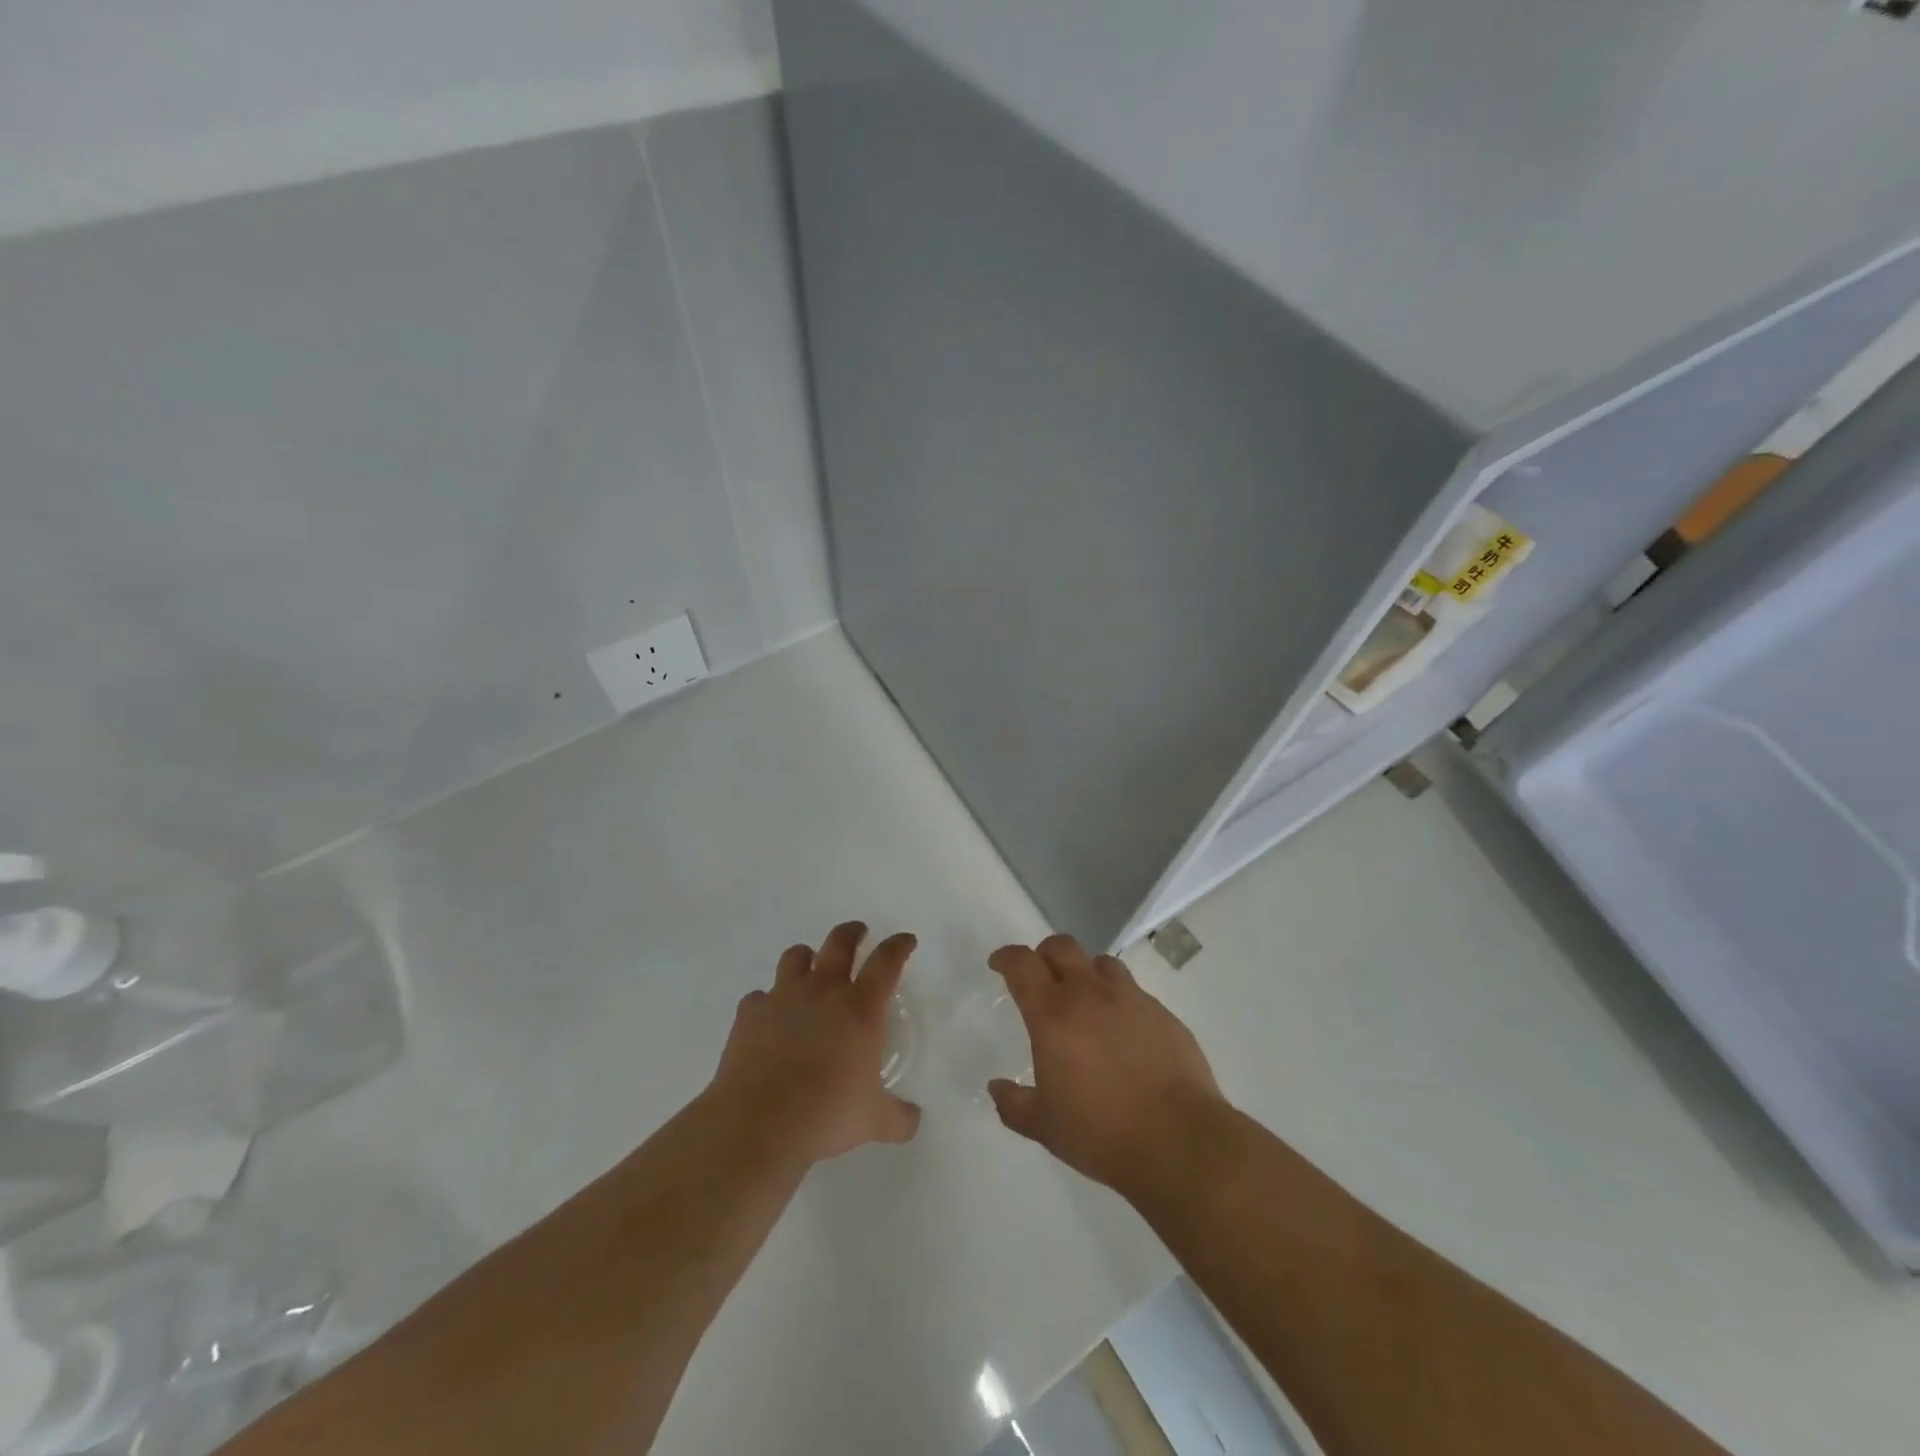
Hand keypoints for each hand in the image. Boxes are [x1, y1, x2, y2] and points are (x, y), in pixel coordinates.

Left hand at [707, 921, 921, 1163]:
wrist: (759, 1123)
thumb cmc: (826, 1114)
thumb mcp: (873, 1121)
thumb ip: (898, 1118)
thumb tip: (914, 1121)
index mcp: (860, 1008)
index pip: (886, 961)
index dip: (898, 946)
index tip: (905, 941)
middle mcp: (823, 991)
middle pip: (839, 942)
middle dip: (852, 932)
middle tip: (858, 933)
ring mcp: (782, 997)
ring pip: (796, 956)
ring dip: (806, 958)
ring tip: (810, 969)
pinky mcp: (749, 1013)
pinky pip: (760, 996)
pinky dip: (768, 1002)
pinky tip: (770, 1019)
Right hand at [987, 935, 1225, 1198]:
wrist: (1179, 1141)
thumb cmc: (1101, 1133)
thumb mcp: (1045, 1126)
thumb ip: (1014, 1104)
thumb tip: (997, 1088)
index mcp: (1053, 1014)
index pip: (1022, 964)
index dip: (1006, 957)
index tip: (999, 964)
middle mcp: (1090, 994)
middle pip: (1062, 947)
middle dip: (1044, 954)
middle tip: (1039, 977)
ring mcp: (1131, 999)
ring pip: (1101, 962)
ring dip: (1085, 972)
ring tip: (1084, 999)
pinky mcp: (1162, 1013)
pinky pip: (1133, 992)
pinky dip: (1118, 1000)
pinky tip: (1122, 1032)